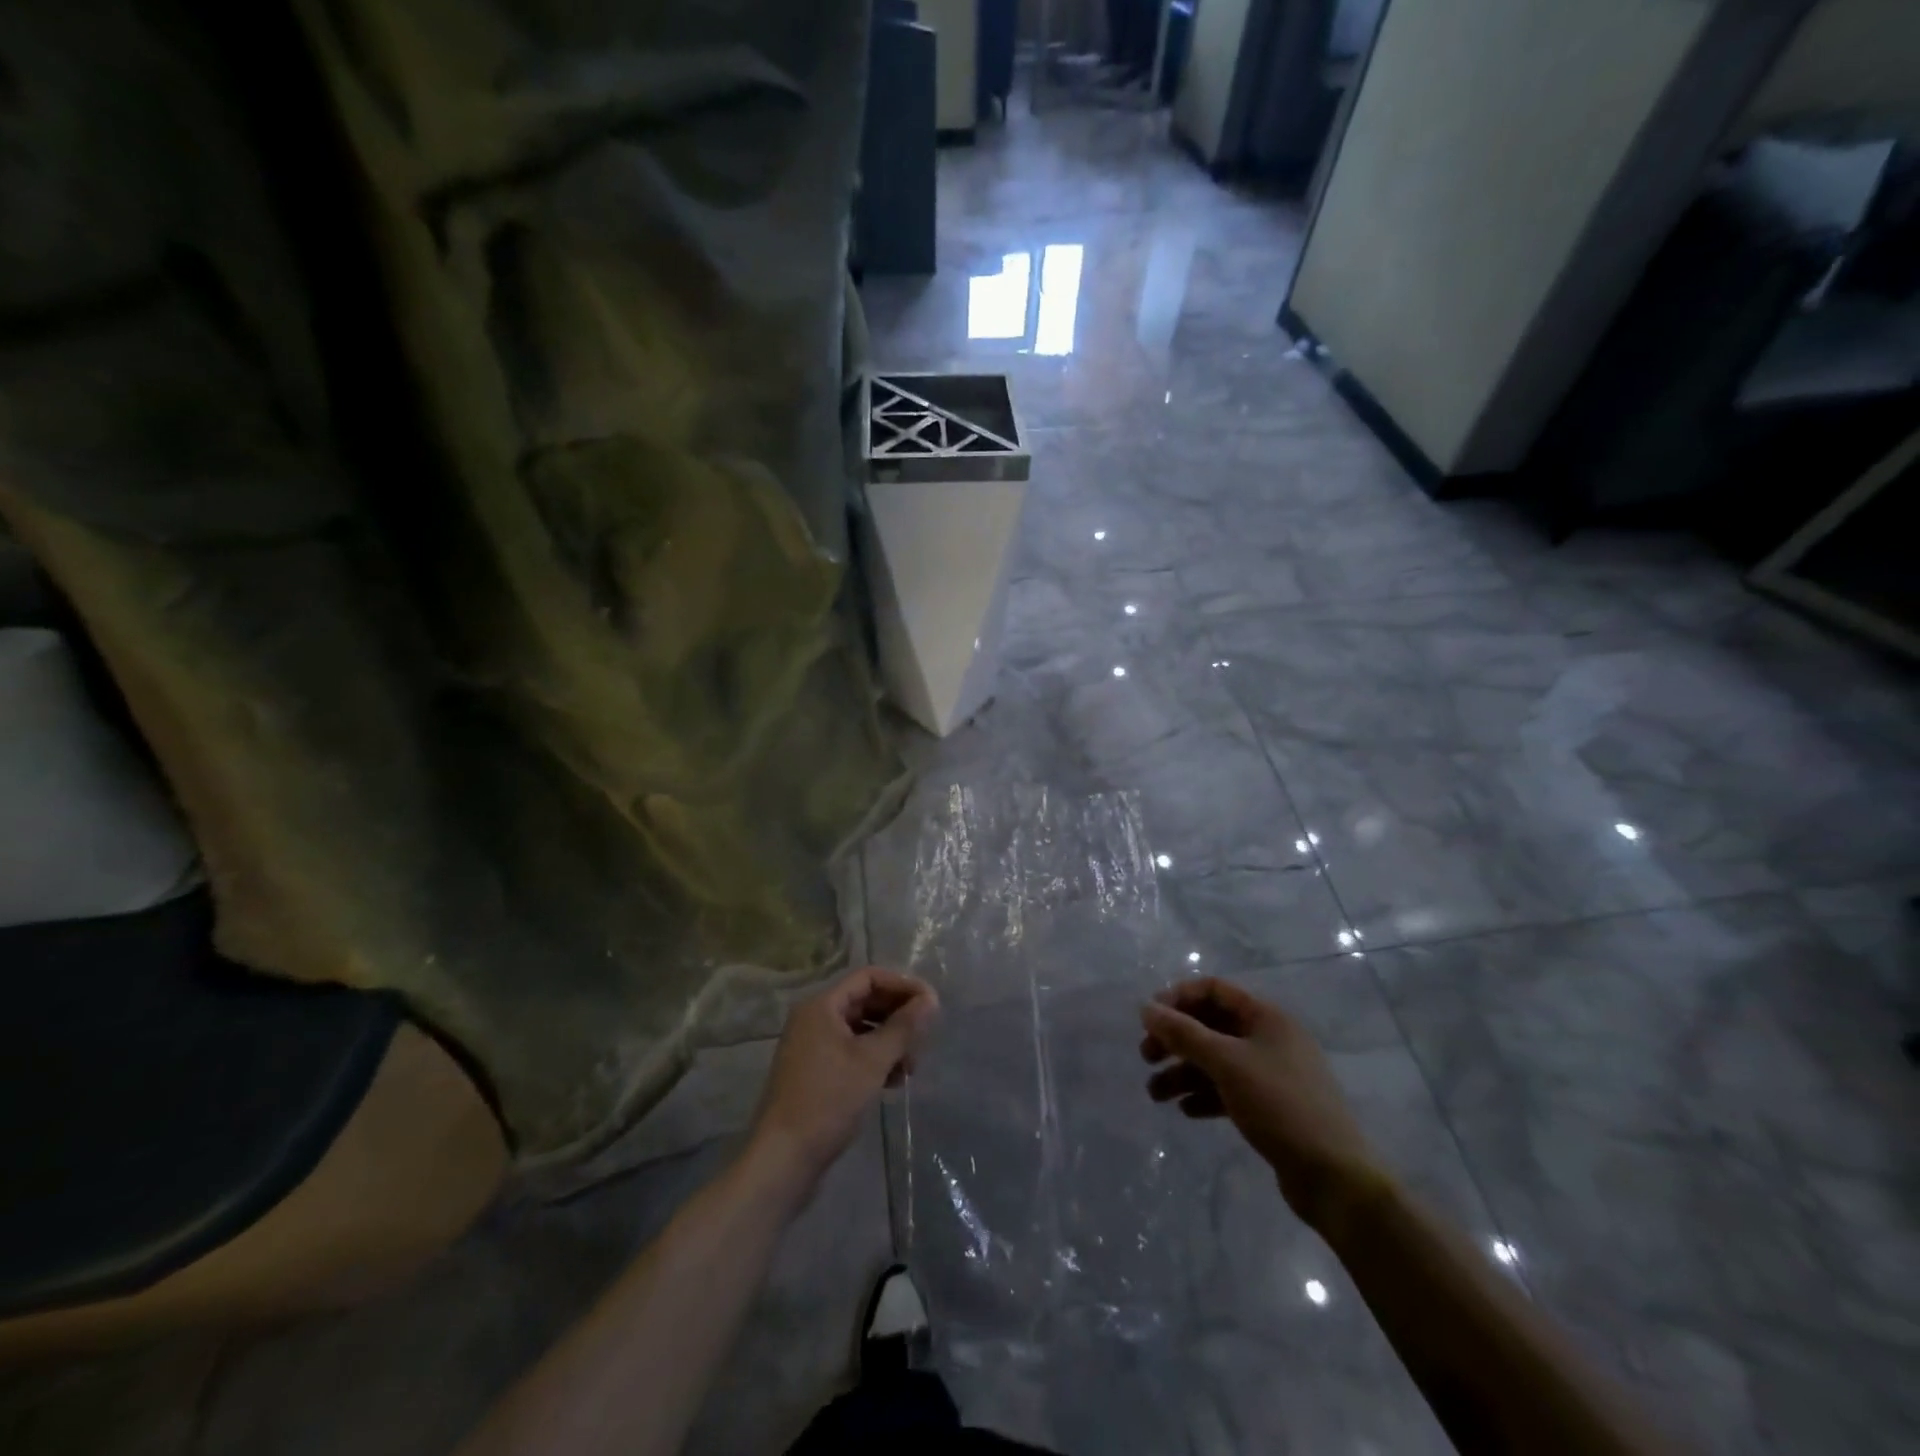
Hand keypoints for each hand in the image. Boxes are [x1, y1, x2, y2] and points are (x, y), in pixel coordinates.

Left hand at [747, 966, 937, 1196]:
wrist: (783, 1159)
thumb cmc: (828, 1100)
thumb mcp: (873, 1061)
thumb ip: (903, 1027)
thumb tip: (931, 999)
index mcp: (822, 1006)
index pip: (869, 977)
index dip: (902, 986)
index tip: (931, 1005)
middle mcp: (814, 1019)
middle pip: (865, 1001)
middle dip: (898, 1017)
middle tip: (924, 1039)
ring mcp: (812, 1047)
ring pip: (861, 1029)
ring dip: (889, 1042)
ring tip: (910, 1067)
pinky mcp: (815, 1073)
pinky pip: (851, 1052)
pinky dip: (874, 1060)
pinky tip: (892, 1082)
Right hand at [1140, 977, 1385, 1226]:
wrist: (1335, 1178)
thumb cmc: (1280, 1105)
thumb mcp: (1226, 1063)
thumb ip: (1184, 1034)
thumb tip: (1146, 1007)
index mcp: (1266, 1017)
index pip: (1214, 990)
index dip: (1178, 998)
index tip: (1149, 1019)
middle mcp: (1270, 1038)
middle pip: (1212, 1026)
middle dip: (1176, 1040)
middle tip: (1147, 1057)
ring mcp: (1272, 1074)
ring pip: (1217, 1061)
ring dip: (1184, 1073)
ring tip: (1156, 1095)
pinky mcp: (1271, 1107)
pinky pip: (1229, 1090)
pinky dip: (1205, 1095)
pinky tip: (1186, 1111)